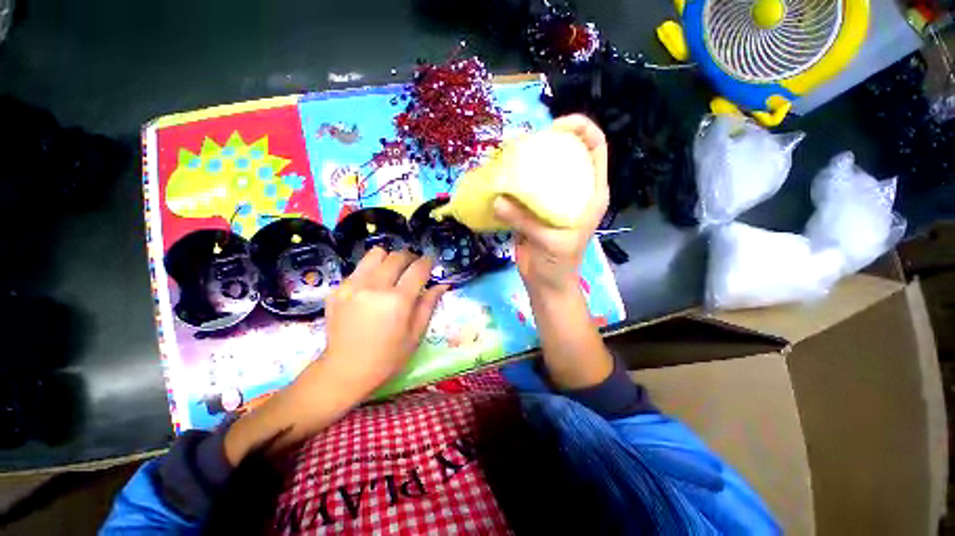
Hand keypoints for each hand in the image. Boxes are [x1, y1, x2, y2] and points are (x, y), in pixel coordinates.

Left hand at [224, 248, 446, 464]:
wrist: (345, 370)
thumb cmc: (387, 357)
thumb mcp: (415, 334)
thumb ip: (428, 304)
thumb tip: (442, 284)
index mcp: (398, 301)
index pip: (418, 268)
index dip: (428, 261)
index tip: (431, 261)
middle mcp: (375, 286)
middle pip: (397, 256)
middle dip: (410, 257)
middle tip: (414, 267)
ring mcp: (353, 285)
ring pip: (376, 254)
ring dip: (389, 258)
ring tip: (392, 271)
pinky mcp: (338, 289)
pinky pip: (359, 268)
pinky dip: (371, 270)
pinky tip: (373, 286)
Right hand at [493, 114, 608, 294]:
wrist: (546, 284)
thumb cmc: (558, 265)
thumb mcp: (549, 242)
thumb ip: (524, 221)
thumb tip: (497, 200)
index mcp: (591, 193)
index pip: (595, 148)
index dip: (581, 129)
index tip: (554, 128)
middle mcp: (574, 191)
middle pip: (567, 153)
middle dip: (548, 141)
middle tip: (523, 142)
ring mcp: (553, 199)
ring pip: (544, 170)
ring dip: (527, 161)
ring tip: (508, 155)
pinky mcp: (534, 209)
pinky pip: (525, 189)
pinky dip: (514, 182)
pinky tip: (500, 178)